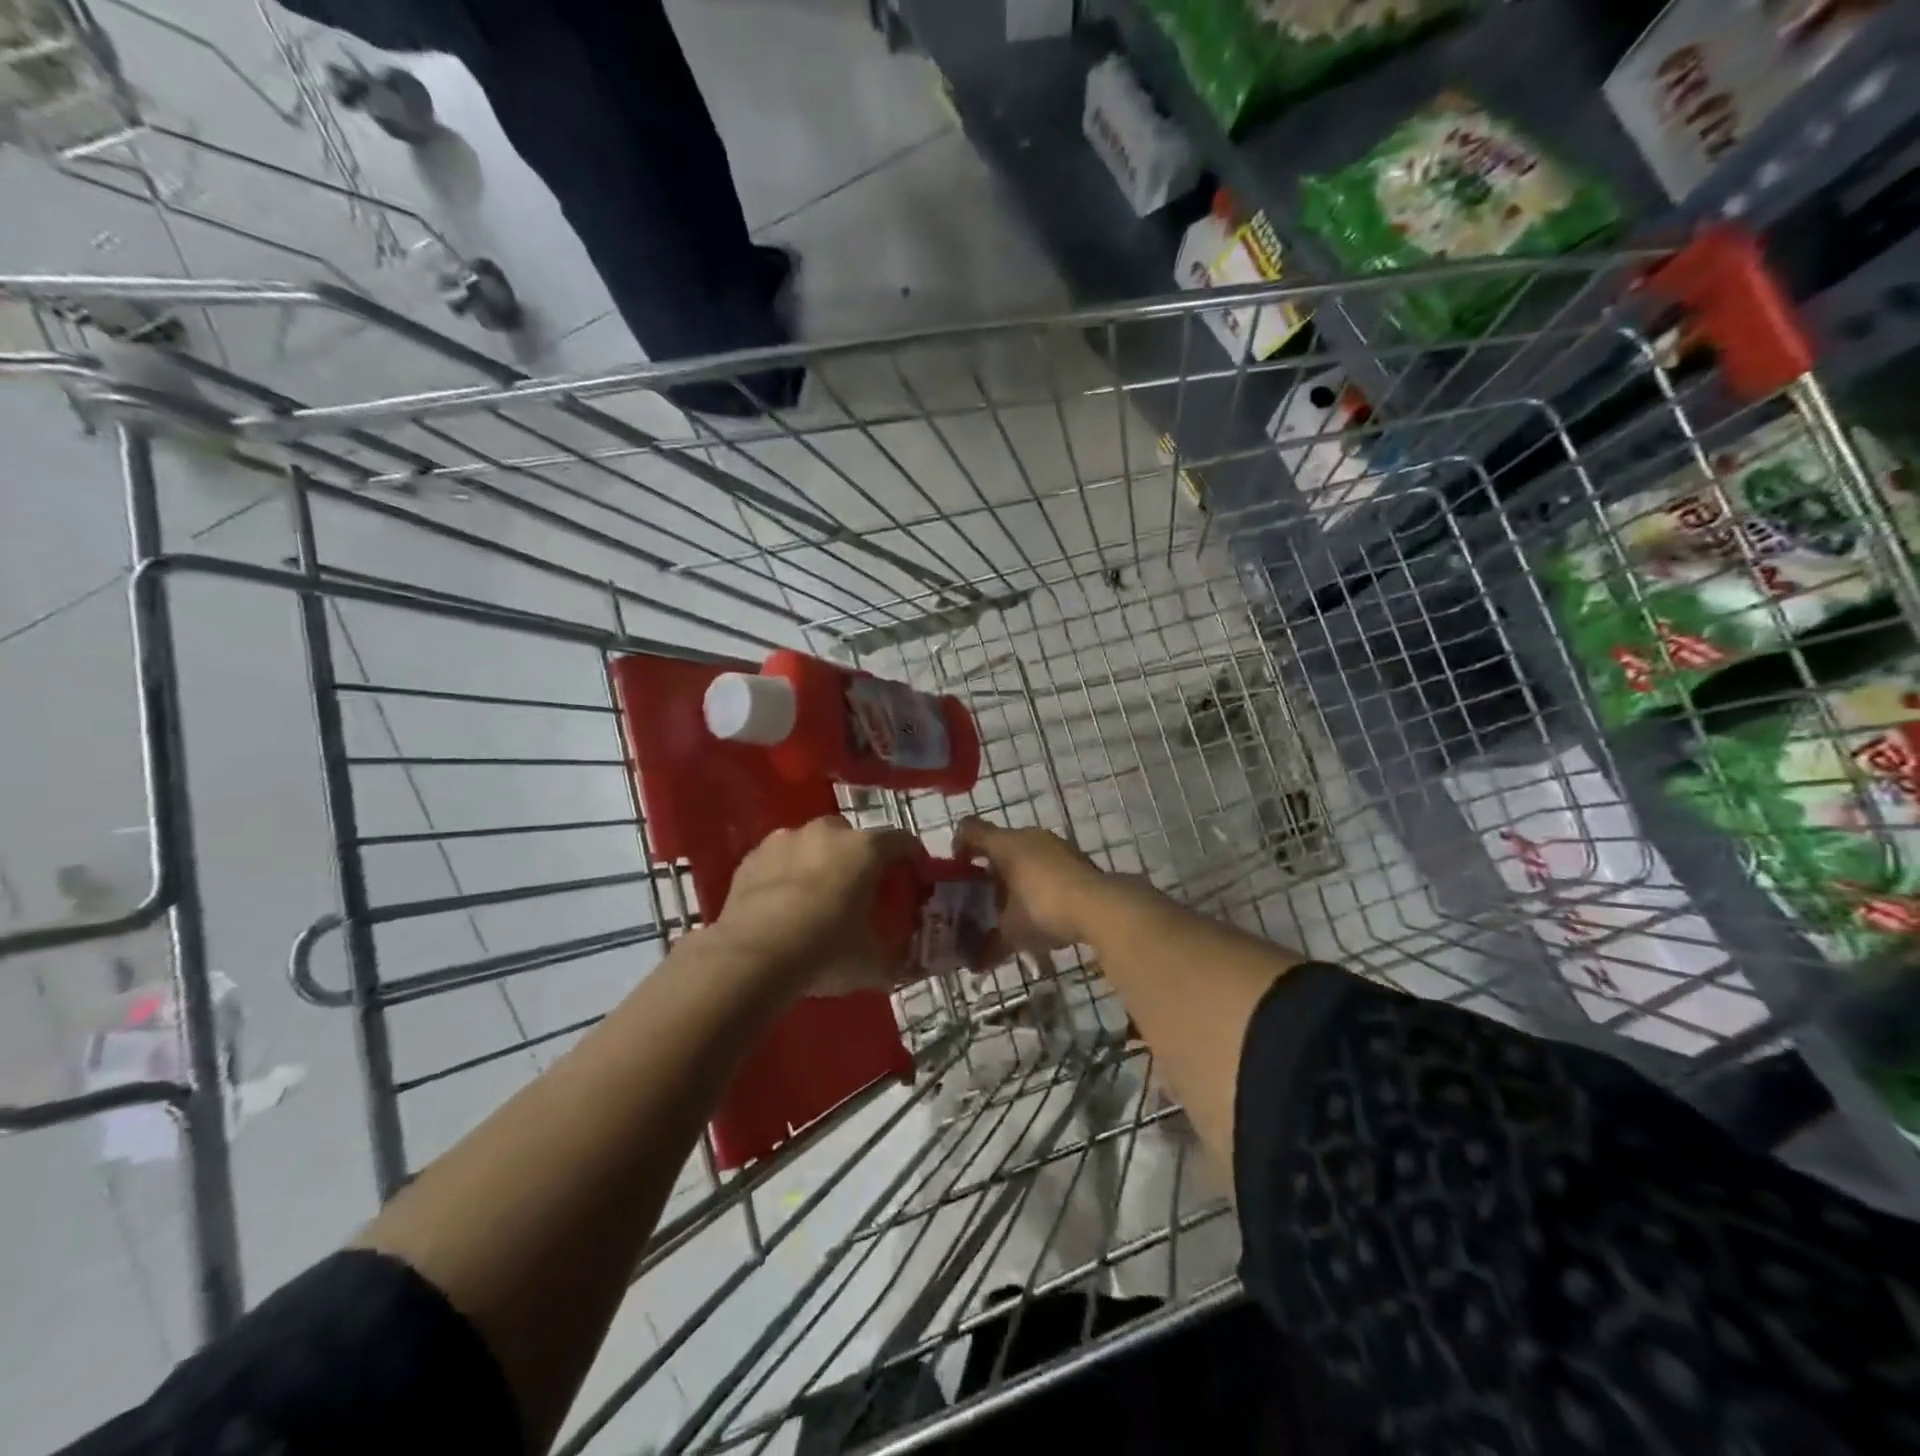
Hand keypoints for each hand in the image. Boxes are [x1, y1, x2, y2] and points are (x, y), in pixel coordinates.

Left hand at [713, 816, 922, 998]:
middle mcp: (827, 833)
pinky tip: (782, 904)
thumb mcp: (872, 964)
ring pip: (813, 844)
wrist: (752, 957)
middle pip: (854, 838)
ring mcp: (785, 840)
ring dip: (820, 863)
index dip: (914, 858)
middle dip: (861, 859)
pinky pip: (779, 860)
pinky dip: (786, 874)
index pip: (903, 842)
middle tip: (861, 891)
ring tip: (817, 897)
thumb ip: (893, 960)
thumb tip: (904, 968)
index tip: (916, 877)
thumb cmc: (825, 951)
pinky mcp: (752, 857)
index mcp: (865, 849)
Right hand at [953, 817, 1107, 957]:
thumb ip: (990, 944)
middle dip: (988, 869)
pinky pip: (1046, 864)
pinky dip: (1037, 880)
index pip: (969, 829)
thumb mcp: (1012, 932)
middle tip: (982, 897)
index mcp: (1005, 844)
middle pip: (999, 844)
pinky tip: (1041, 908)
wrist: (1102, 906)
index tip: (956, 871)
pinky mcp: (1076, 858)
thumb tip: (974, 965)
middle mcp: (1029, 836)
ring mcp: (1056, 845)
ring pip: (1025, 854)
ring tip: (1012, 906)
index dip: (958, 846)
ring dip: (1015, 875)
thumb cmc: (1044, 909)